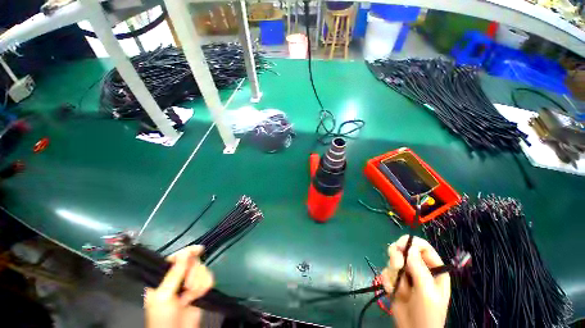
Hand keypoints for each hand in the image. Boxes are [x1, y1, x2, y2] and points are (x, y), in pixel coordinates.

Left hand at [144, 245, 213, 327]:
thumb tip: (184, 253)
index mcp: (163, 278)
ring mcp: (189, 284)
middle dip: (192, 274)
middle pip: (192, 262)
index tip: (199, 250)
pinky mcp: (200, 289)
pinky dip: (205, 286)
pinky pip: (209, 278)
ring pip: (202, 270)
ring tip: (190, 297)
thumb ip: (174, 274)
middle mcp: (178, 278)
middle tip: (186, 287)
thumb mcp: (164, 296)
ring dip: (198, 283)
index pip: (176, 258)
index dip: (187, 252)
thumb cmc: (163, 318)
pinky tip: (198, 296)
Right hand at [381, 235, 449, 327]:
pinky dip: (387, 281)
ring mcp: (406, 274)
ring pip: (392, 260)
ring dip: (392, 273)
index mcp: (433, 269)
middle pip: (403, 250)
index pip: (423, 247)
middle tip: (397, 267)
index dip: (411, 243)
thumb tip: (410, 247)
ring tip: (397, 288)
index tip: (399, 247)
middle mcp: (419, 268)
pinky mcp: (395, 280)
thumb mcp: (427, 292)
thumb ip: (419, 269)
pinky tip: (392, 292)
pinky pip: (386, 272)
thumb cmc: (427, 314)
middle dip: (397, 258)